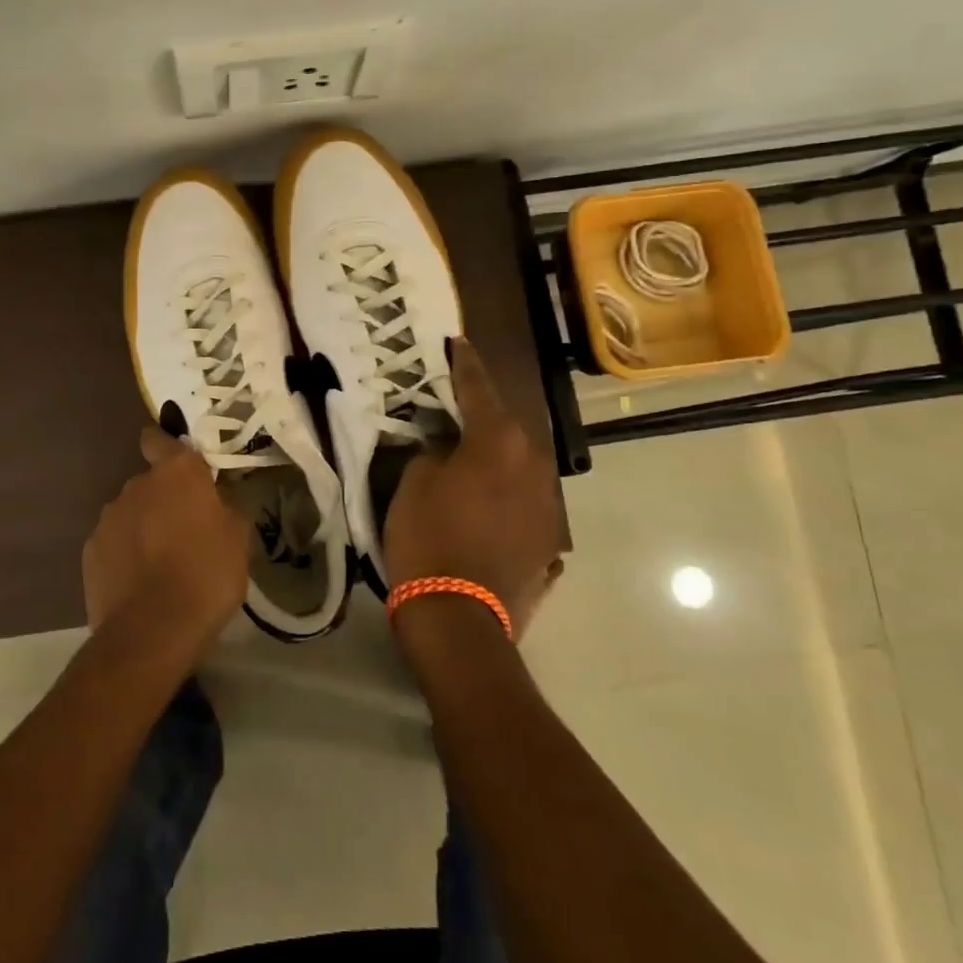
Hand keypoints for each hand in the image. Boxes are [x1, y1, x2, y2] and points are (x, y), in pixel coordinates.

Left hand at [83, 426, 249, 653]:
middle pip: (150, 482)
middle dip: (165, 499)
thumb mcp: (239, 539)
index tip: (181, 468)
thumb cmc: (206, 576)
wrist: (152, 632)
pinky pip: (114, 542)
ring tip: (162, 564)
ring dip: (144, 527)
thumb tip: (220, 496)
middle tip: (187, 531)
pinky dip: (125, 554)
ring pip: (131, 513)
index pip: (159, 439)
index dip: (167, 447)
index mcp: (176, 473)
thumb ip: (228, 506)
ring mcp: (109, 518)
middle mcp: (137, 485)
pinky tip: (140, 583)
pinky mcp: (91, 551)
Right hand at [384, 338, 566, 638]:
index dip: (465, 364)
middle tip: (455, 407)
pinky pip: (524, 507)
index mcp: (499, 443)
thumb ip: (433, 452)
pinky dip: (507, 501)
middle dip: (482, 416)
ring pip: (520, 468)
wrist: (458, 620)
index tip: (458, 342)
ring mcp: (547, 509)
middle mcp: (534, 467)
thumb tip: (446, 448)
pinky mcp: (548, 544)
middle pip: (506, 429)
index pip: (479, 389)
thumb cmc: (427, 539)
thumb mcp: (413, 483)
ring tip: (470, 459)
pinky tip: (488, 509)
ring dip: (497, 460)